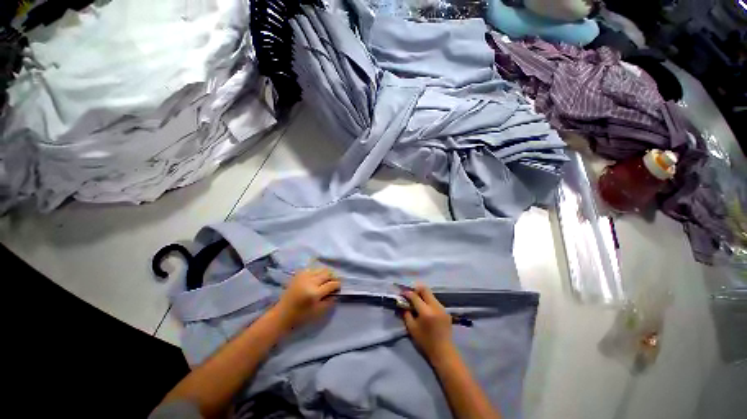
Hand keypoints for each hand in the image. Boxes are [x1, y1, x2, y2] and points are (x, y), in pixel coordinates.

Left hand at [274, 267, 340, 330]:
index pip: (331, 284)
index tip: (339, 287)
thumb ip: (329, 301)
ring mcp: (303, 276)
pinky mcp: (298, 275)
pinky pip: (312, 269)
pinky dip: (317, 272)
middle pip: (327, 273)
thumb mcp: (318, 312)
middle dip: (333, 277)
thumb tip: (336, 292)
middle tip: (334, 283)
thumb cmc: (300, 317)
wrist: (281, 315)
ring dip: (326, 274)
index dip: (338, 285)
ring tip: (327, 280)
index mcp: (315, 293)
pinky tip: (317, 278)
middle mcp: (310, 282)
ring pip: (320, 269)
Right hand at [402, 283, 454, 359]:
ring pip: (430, 294)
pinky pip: (435, 301)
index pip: (415, 296)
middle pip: (425, 289)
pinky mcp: (446, 310)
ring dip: (422, 295)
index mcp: (426, 312)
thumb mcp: (412, 328)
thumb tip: (402, 304)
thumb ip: (406, 314)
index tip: (402, 293)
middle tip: (410, 295)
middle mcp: (435, 306)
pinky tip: (425, 309)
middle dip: (416, 290)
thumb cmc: (425, 341)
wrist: (443, 351)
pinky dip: (428, 301)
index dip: (407, 293)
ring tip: (417, 302)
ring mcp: (442, 308)